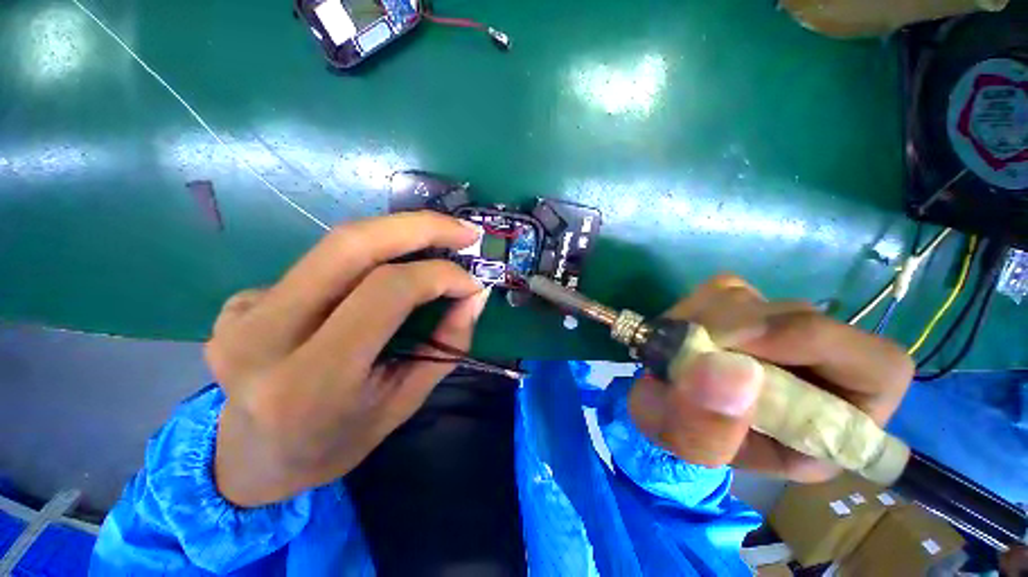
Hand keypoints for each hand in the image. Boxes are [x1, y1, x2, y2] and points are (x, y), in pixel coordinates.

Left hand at [205, 212, 487, 506]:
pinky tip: (381, 278)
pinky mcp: (242, 300)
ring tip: (439, 239)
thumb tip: (475, 295)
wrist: (253, 461)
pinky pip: (322, 265)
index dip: (438, 276)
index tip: (471, 282)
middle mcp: (264, 336)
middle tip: (465, 231)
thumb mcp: (405, 402)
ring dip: (398, 235)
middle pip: (350, 245)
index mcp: (309, 381)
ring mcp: (243, 311)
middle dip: (419, 227)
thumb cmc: (336, 443)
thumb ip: (446, 345)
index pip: (385, 292)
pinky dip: (367, 261)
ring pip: (335, 245)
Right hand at [629, 274, 912, 481]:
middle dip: (740, 332)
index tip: (743, 349)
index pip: (878, 367)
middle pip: (807, 320)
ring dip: (707, 320)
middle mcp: (819, 366)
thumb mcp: (692, 447)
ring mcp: (781, 328)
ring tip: (680, 349)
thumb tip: (731, 371)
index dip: (820, 345)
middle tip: (692, 347)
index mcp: (833, 420)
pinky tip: (681, 332)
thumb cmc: (689, 434)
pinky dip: (694, 307)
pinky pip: (724, 289)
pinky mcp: (745, 305)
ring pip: (759, 301)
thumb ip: (709, 427)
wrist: (667, 405)